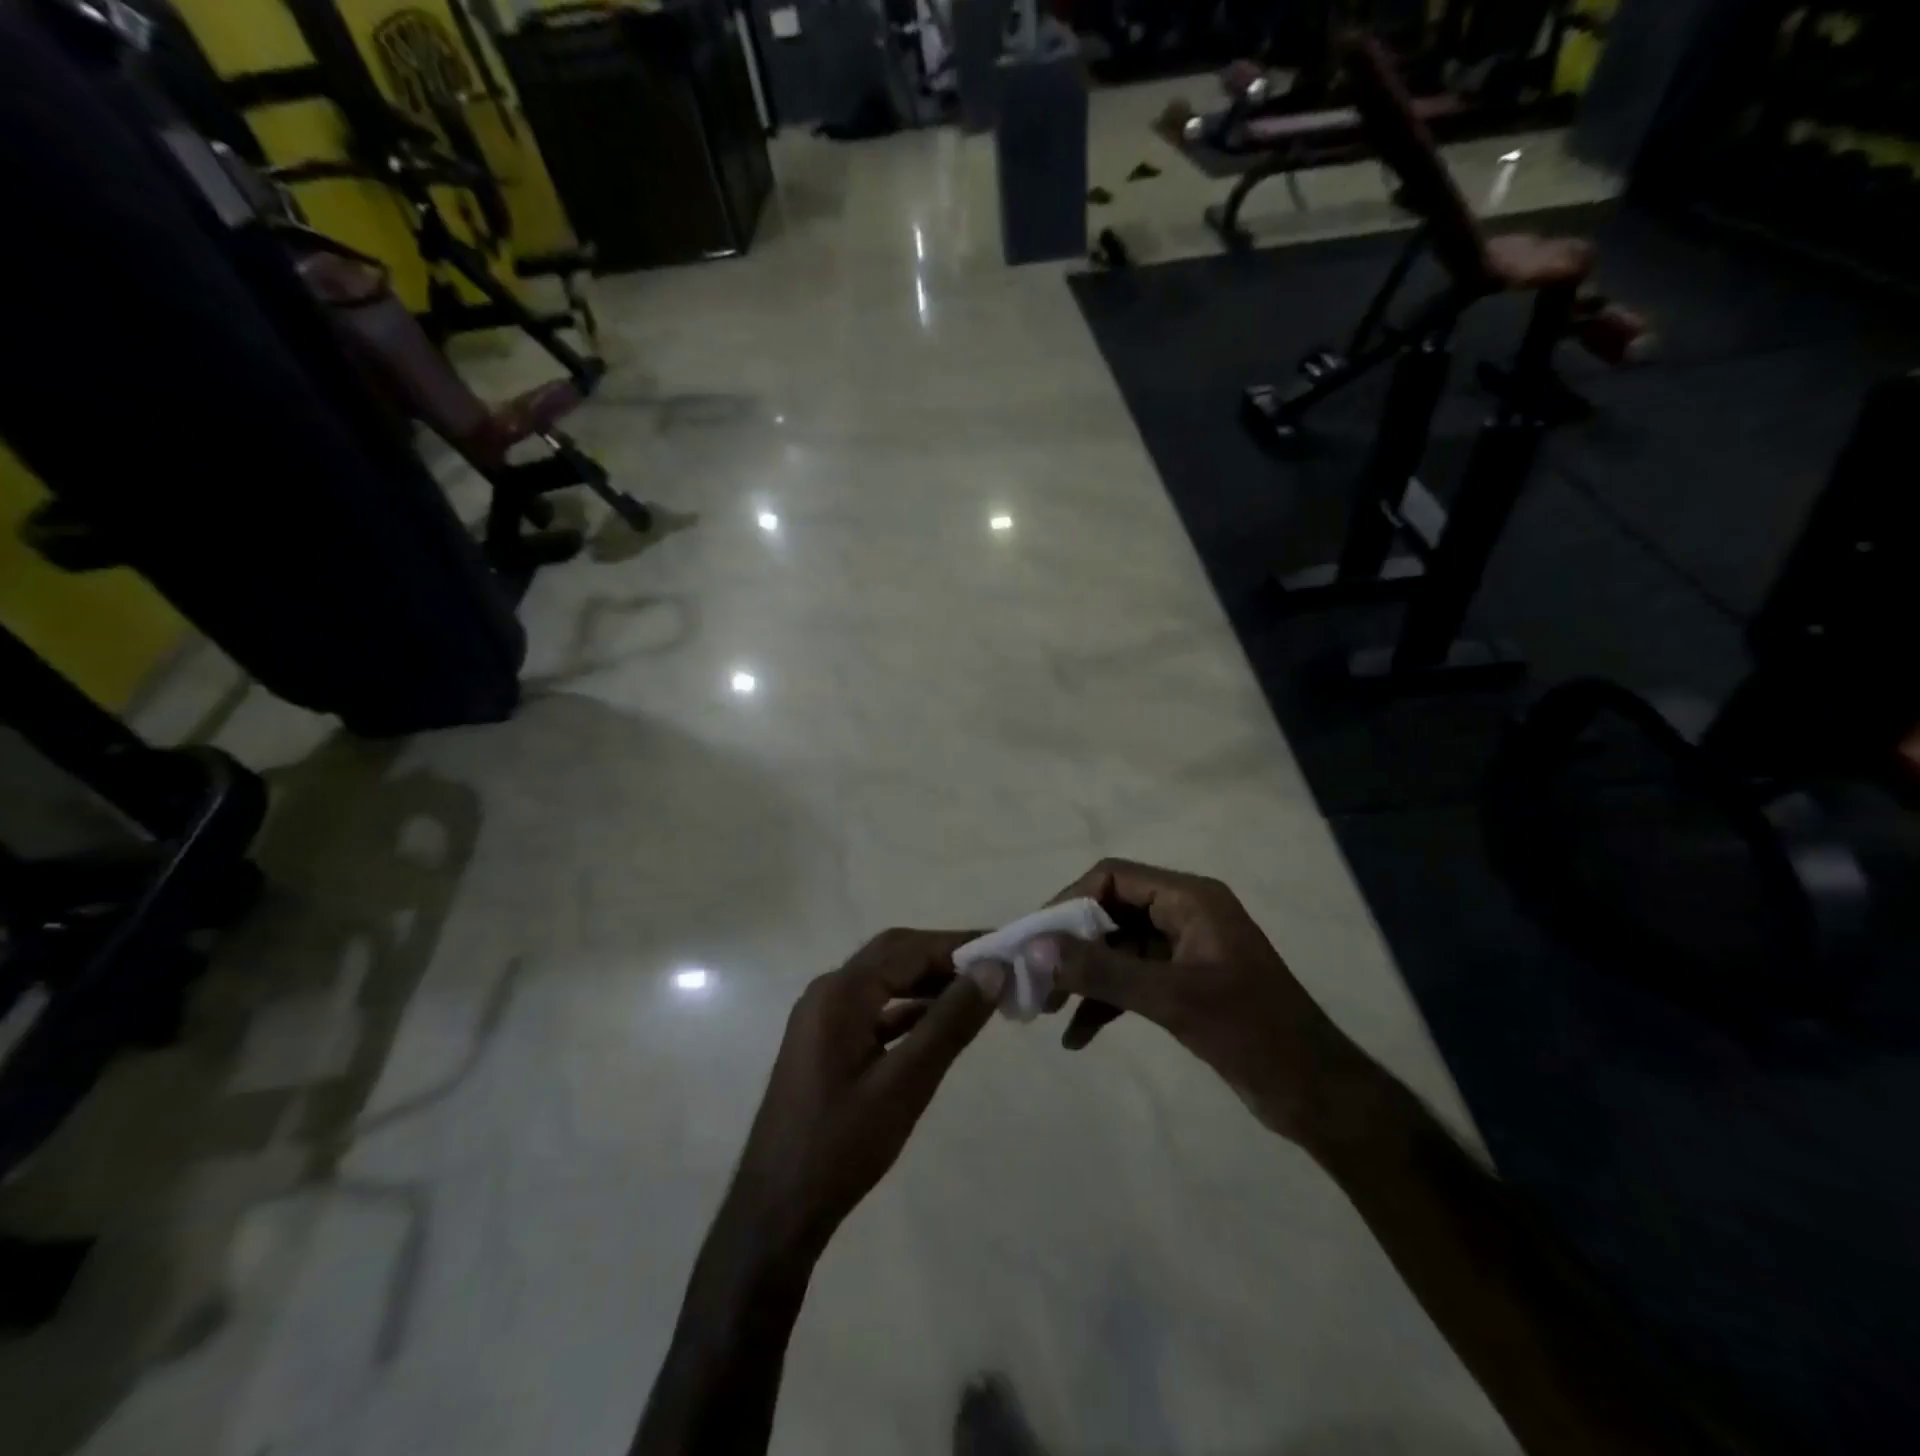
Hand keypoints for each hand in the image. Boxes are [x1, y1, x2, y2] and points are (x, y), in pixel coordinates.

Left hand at [718, 929, 1004, 1269]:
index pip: (910, 949)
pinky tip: (939, 1022)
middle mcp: (829, 991)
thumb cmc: (841, 1146)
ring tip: (978, 992)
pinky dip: (909, 1008)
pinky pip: (875, 1008)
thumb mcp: (905, 1084)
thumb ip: (949, 1023)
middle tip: (995, 969)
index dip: (960, 945)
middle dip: (945, 957)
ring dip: (929, 981)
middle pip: (895, 955)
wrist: (777, 1209)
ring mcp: (824, 1016)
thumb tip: (992, 970)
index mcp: (841, 993)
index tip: (1006, 949)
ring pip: (886, 980)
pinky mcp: (827, 1041)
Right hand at [1033, 860, 1367, 1146]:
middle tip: (1033, 978)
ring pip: (1116, 949)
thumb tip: (1034, 948)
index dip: (1069, 902)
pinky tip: (1077, 1037)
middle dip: (1070, 944)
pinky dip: (1104, 1002)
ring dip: (1082, 975)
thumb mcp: (1173, 1000)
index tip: (1035, 940)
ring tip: (1045, 1009)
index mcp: (1190, 899)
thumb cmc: (1253, 1033)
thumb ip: (1102, 972)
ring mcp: (1183, 950)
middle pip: (1110, 912)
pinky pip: (1131, 981)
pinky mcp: (1183, 985)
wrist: (1317, 1095)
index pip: (1113, 878)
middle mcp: (1184, 914)